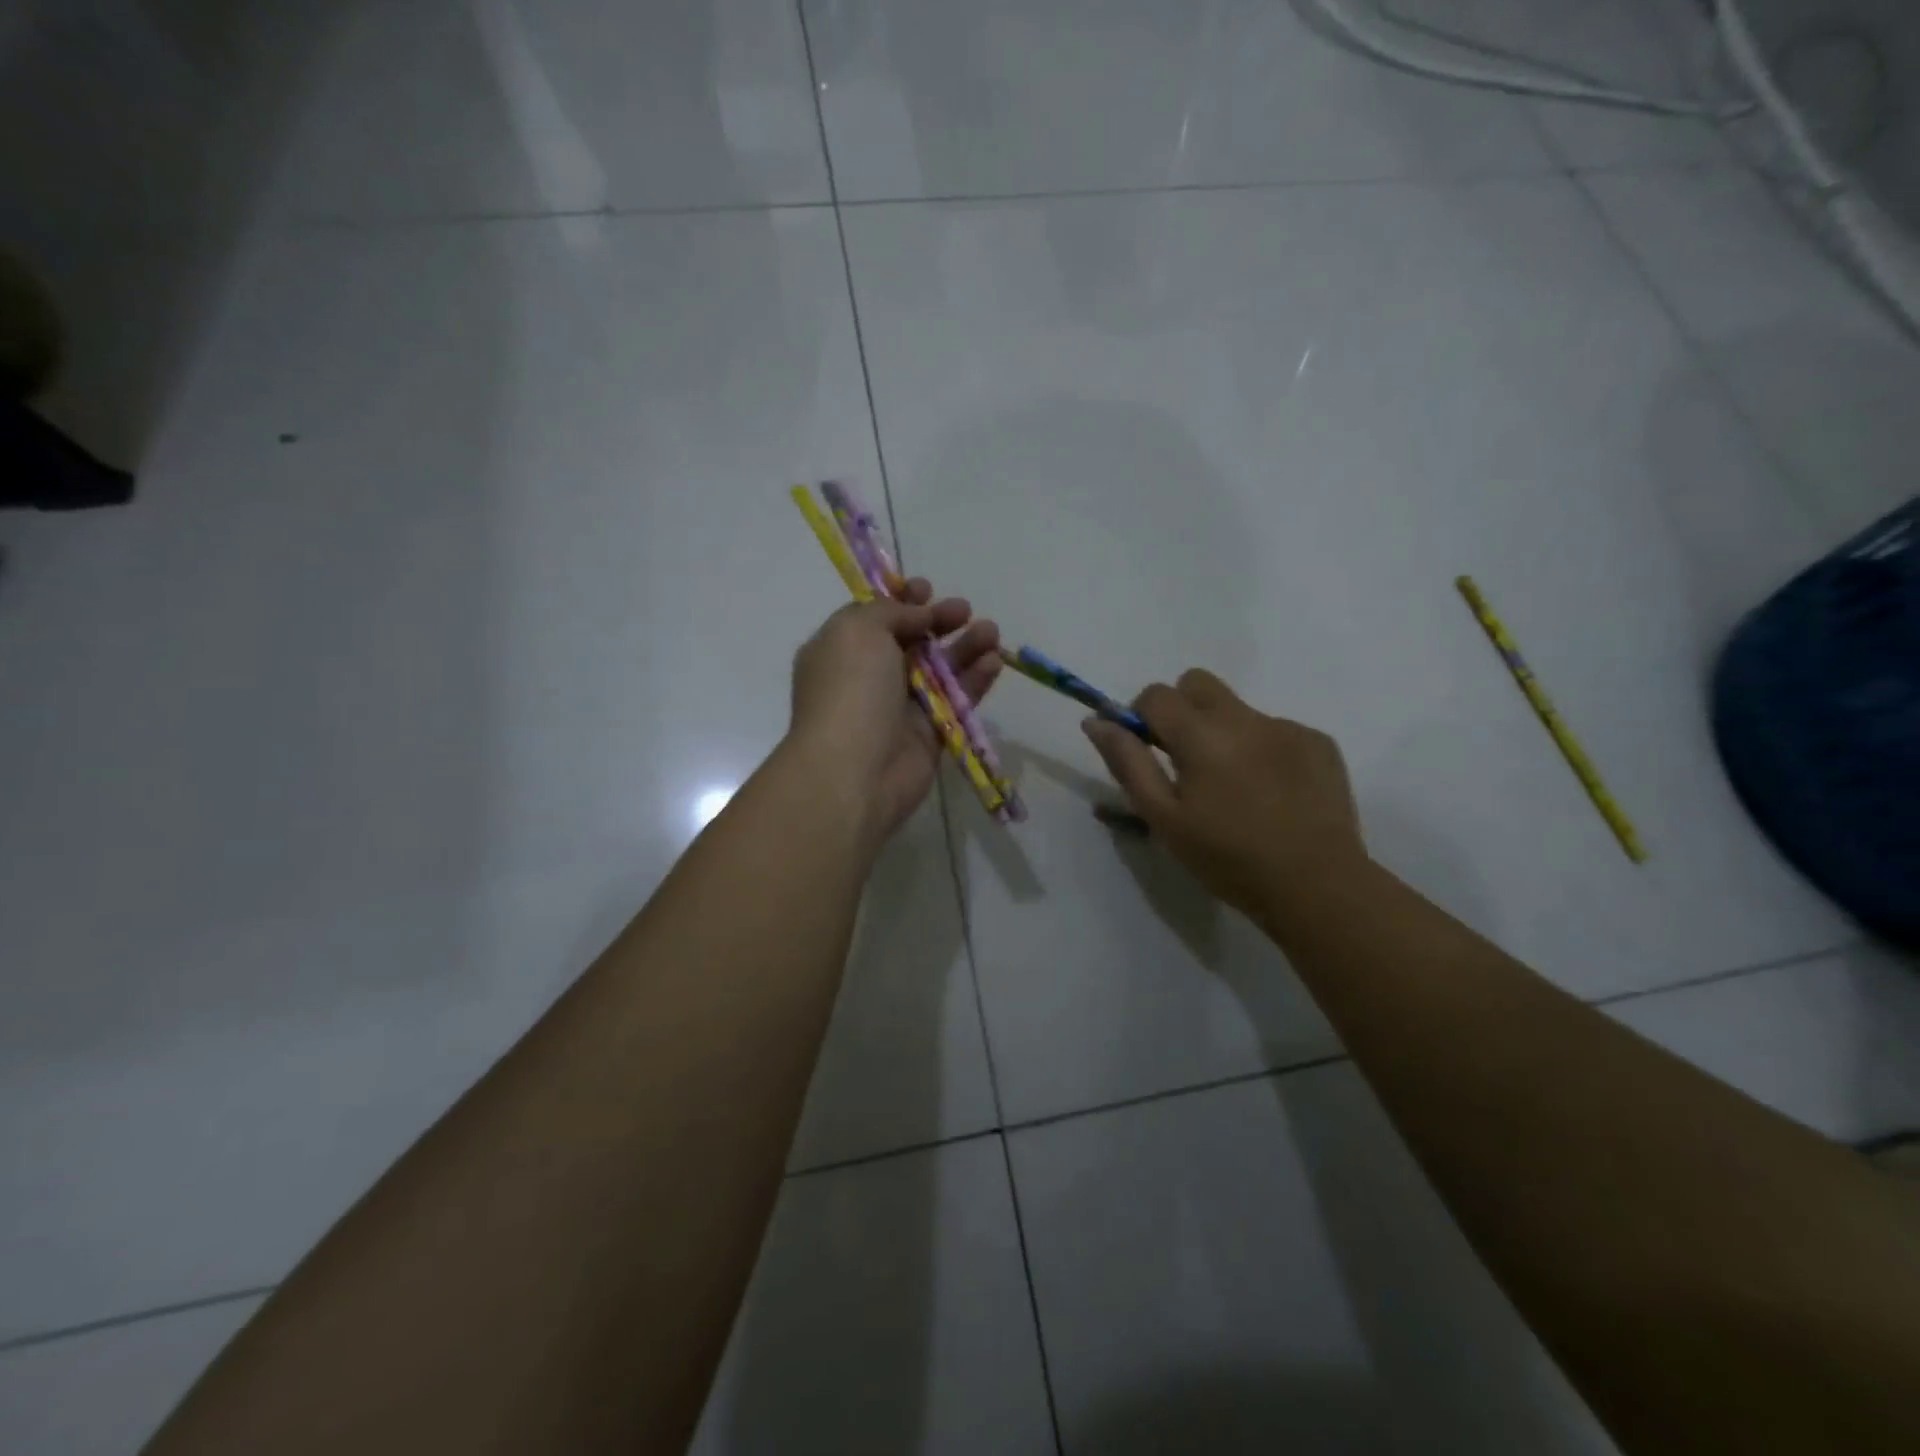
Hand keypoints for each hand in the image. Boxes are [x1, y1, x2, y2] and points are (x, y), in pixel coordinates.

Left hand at [787, 579, 1001, 844]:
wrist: (853, 771)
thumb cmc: (849, 691)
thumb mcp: (858, 630)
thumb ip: (890, 611)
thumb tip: (918, 615)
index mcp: (840, 650)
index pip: (873, 618)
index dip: (900, 600)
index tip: (926, 588)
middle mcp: (867, 677)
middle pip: (910, 641)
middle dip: (938, 621)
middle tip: (964, 609)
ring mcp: (898, 708)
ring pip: (939, 670)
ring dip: (965, 648)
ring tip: (992, 632)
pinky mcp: (928, 735)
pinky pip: (956, 701)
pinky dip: (975, 681)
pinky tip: (994, 661)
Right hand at [1082, 669, 1365, 925]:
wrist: (1317, 885)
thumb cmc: (1227, 858)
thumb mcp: (1163, 818)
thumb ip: (1128, 763)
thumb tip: (1097, 722)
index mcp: (1202, 734)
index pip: (1156, 694)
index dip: (1140, 717)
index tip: (1146, 751)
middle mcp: (1245, 717)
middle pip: (1197, 683)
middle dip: (1181, 710)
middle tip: (1185, 760)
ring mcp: (1287, 727)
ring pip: (1237, 709)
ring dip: (1223, 733)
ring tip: (1235, 787)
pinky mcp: (1319, 743)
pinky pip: (1275, 730)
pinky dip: (1262, 750)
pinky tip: (1271, 793)